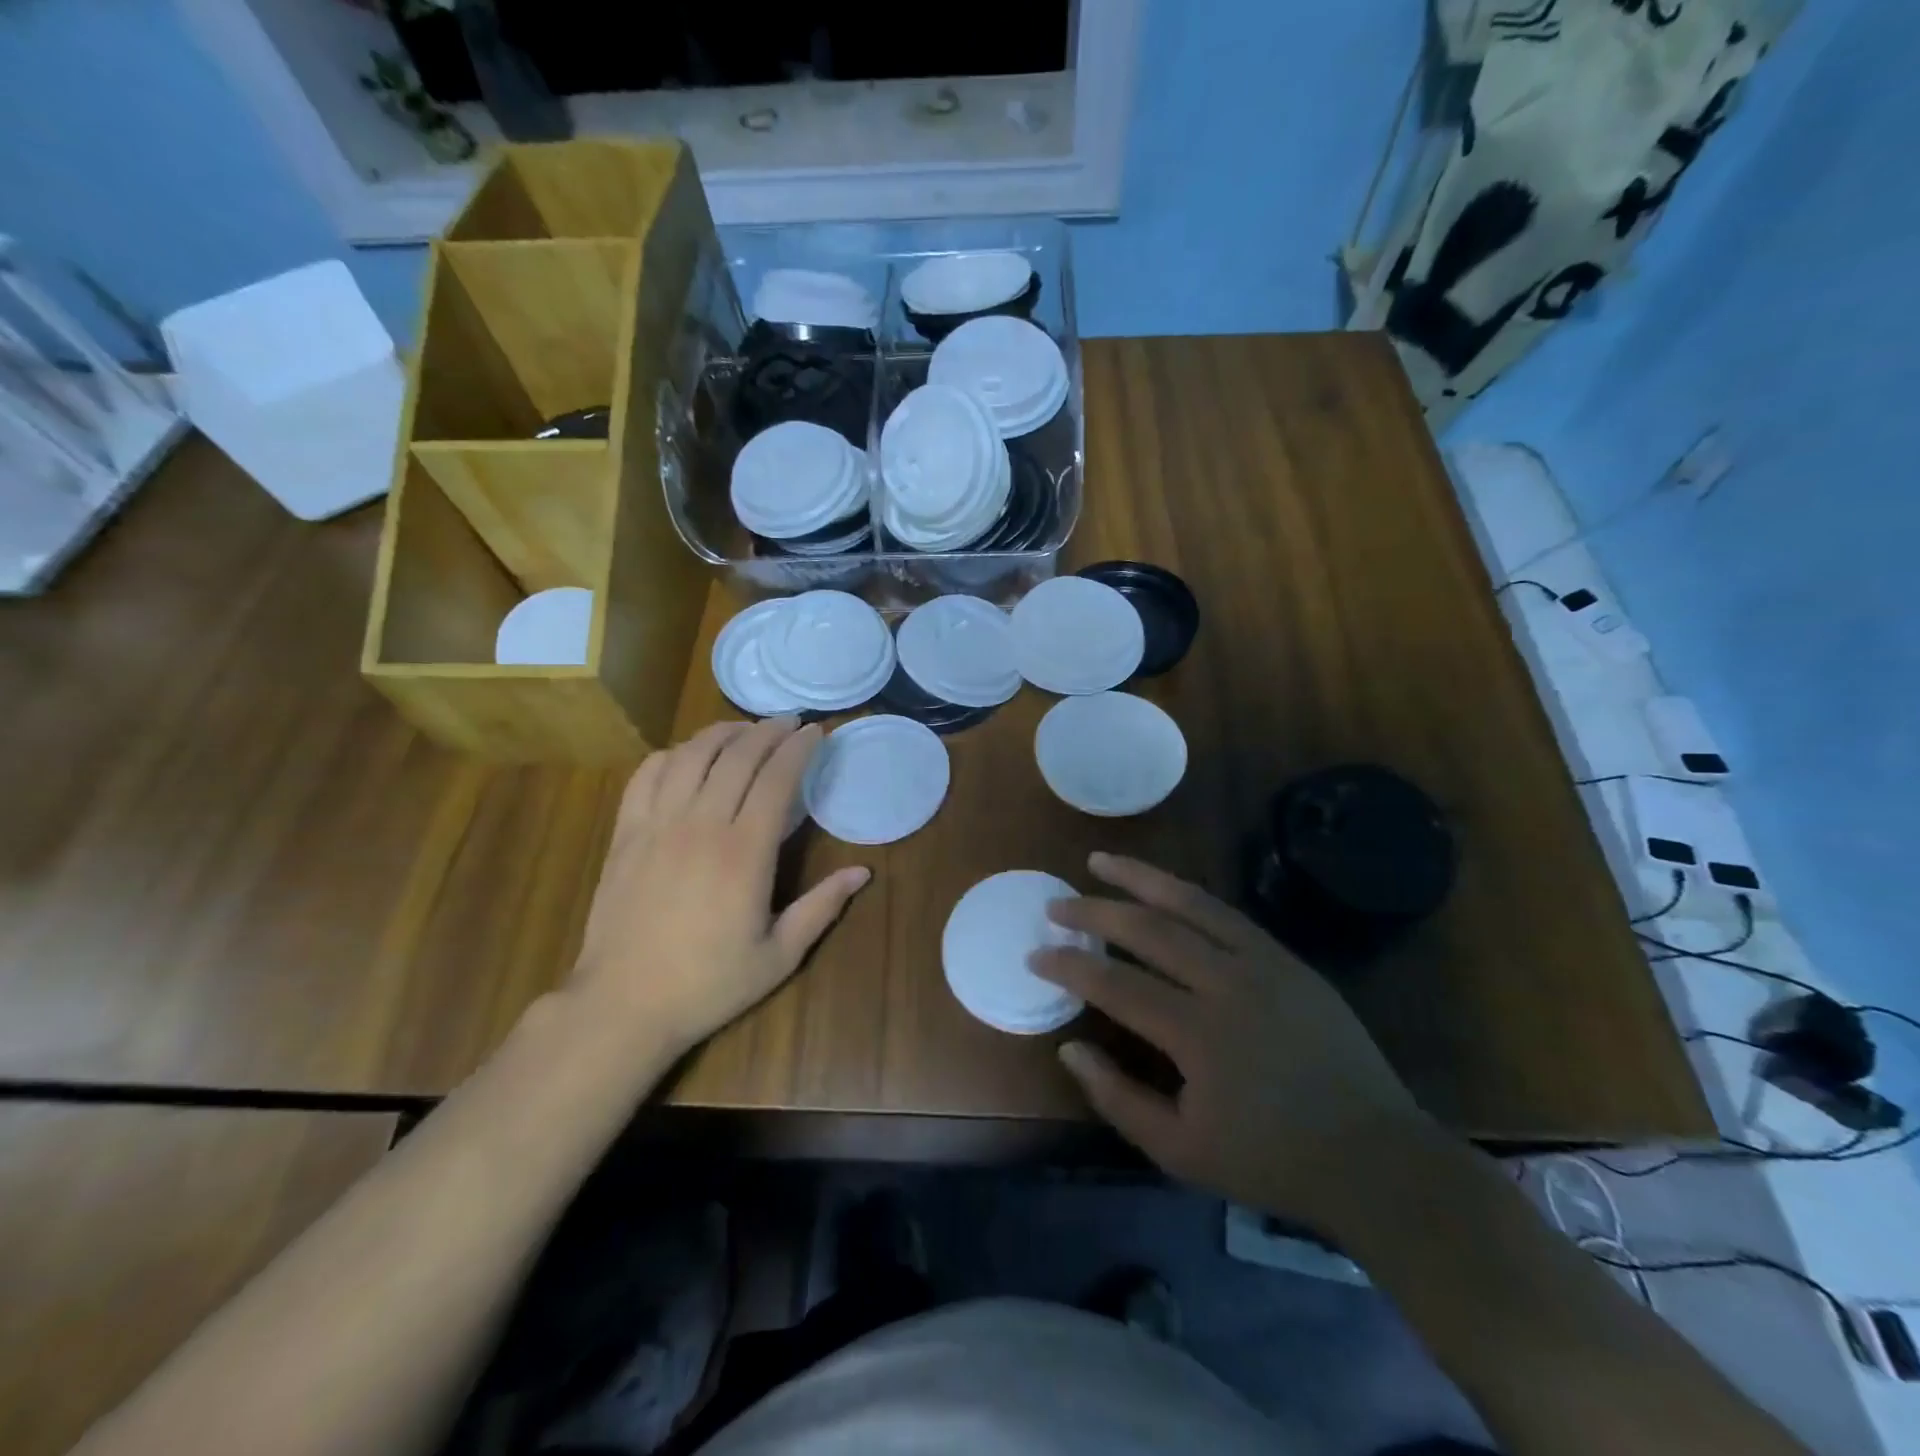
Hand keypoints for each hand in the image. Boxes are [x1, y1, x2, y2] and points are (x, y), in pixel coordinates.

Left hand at [570, 717, 868, 1054]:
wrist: (623, 1005)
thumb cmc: (708, 984)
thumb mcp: (779, 956)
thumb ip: (822, 908)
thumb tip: (863, 872)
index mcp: (744, 853)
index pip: (776, 779)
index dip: (799, 748)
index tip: (816, 731)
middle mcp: (701, 825)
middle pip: (737, 756)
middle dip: (767, 731)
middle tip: (788, 722)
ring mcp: (658, 825)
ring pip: (692, 756)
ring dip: (722, 733)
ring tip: (744, 729)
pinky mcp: (626, 833)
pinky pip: (648, 775)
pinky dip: (672, 754)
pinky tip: (688, 755)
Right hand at [1032, 852, 1426, 1227]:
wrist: (1374, 1157)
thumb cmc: (1270, 1160)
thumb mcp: (1180, 1151)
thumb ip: (1118, 1099)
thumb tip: (1070, 1048)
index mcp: (1198, 1034)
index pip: (1115, 982)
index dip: (1069, 965)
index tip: (1036, 953)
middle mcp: (1228, 984)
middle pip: (1148, 928)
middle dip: (1093, 911)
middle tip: (1056, 905)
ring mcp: (1263, 964)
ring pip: (1190, 903)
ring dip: (1140, 878)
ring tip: (1101, 860)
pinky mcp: (1287, 959)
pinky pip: (1226, 913)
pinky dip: (1186, 894)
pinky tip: (1163, 887)